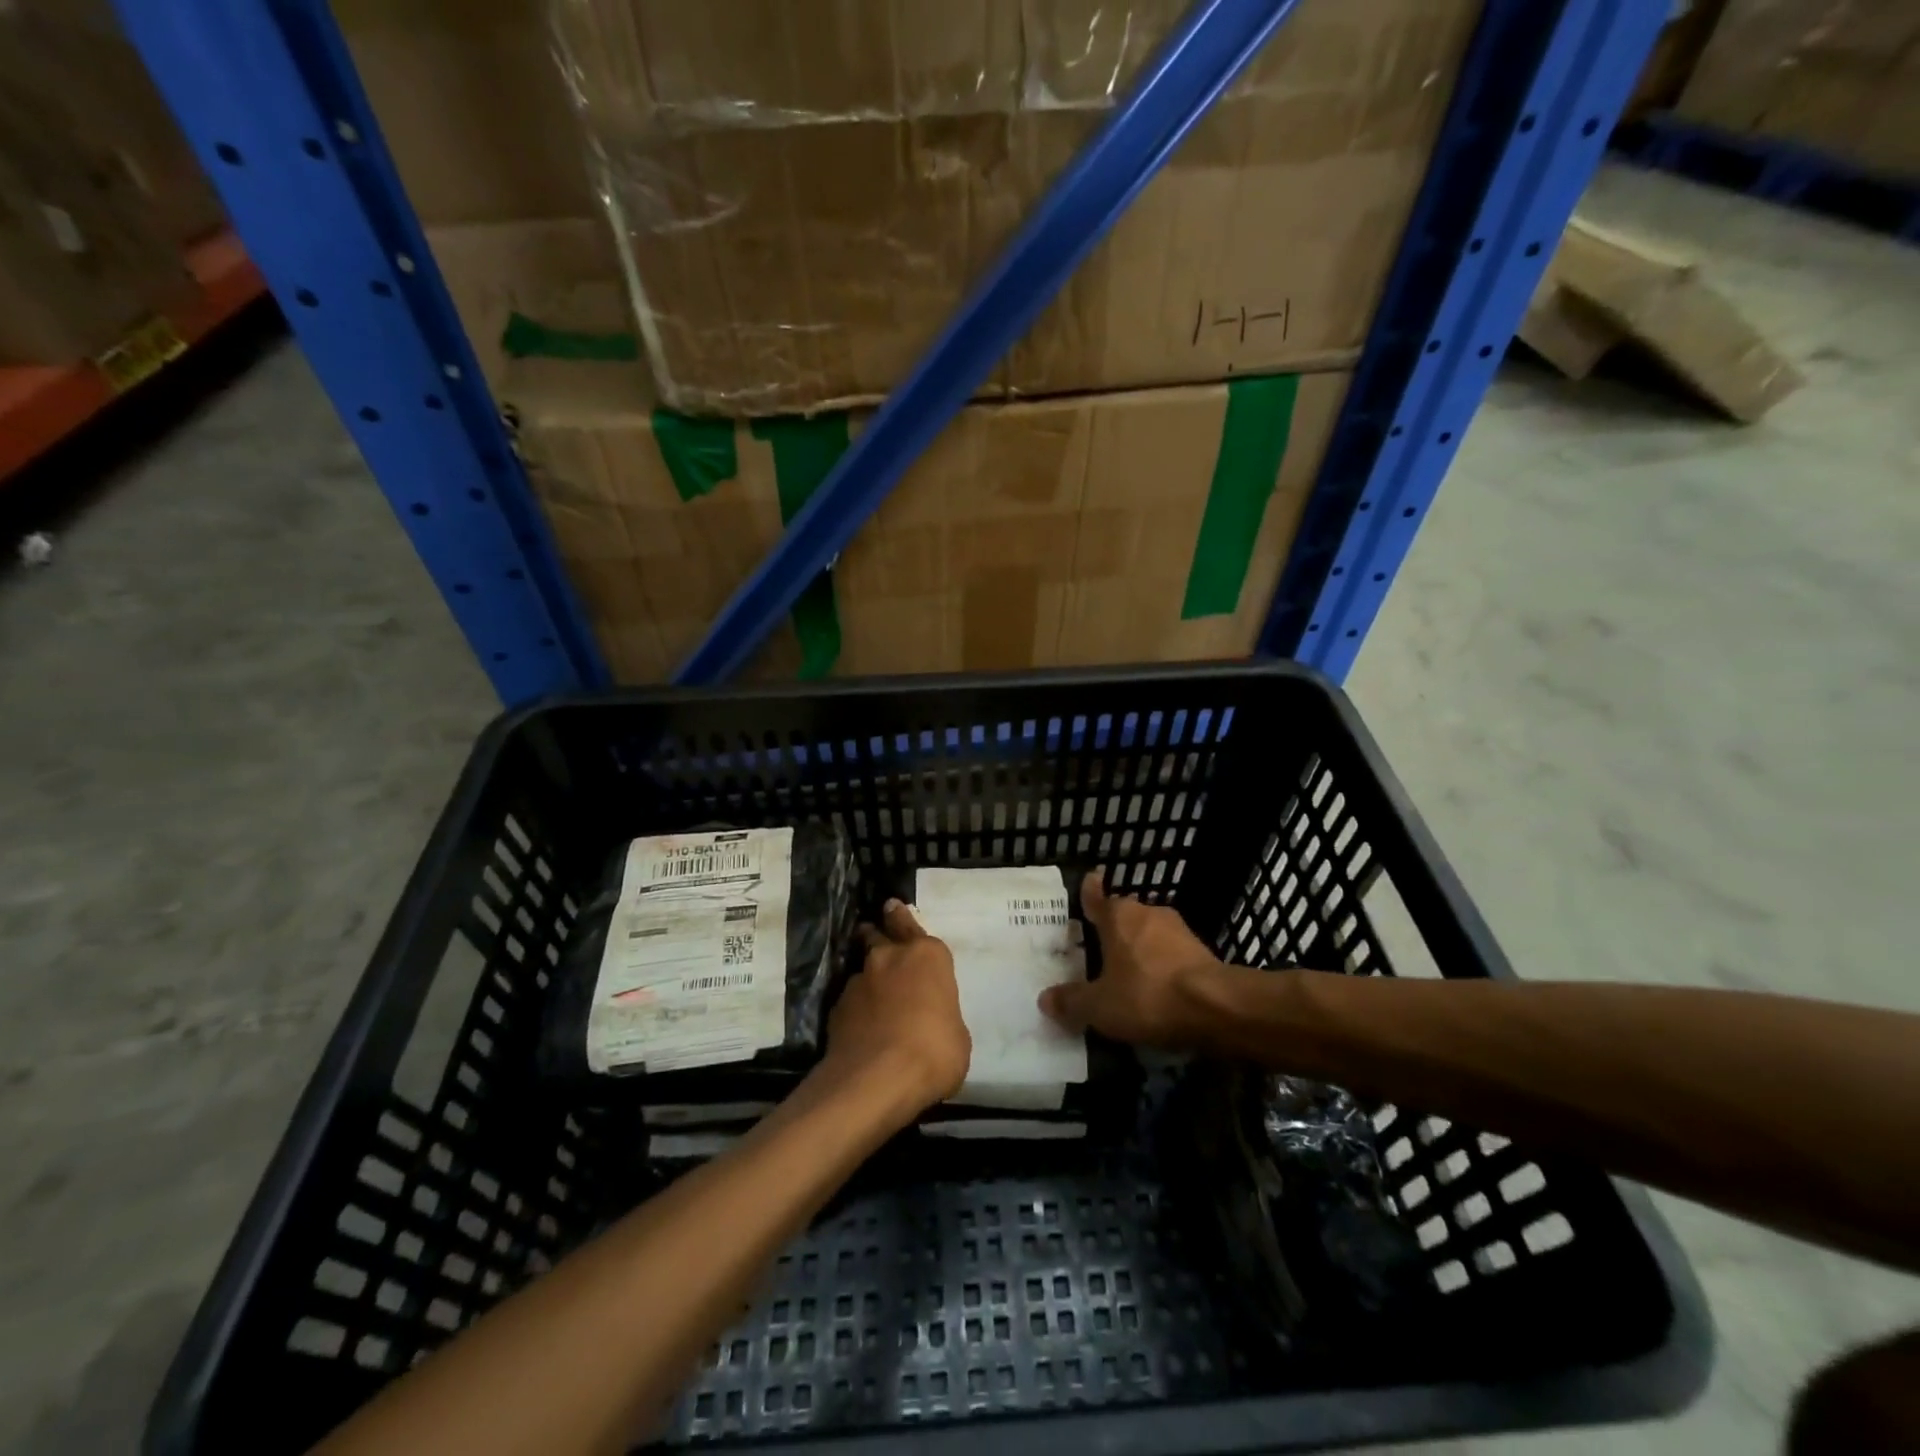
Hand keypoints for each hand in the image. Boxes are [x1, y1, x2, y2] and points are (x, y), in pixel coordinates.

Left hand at [824, 900, 970, 1114]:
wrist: (878, 1078)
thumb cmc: (934, 1051)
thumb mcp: (957, 1036)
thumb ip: (942, 1016)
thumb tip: (931, 1022)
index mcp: (927, 956)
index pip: (911, 924)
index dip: (902, 918)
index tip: (892, 908)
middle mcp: (890, 958)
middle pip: (878, 935)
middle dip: (876, 934)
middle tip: (874, 936)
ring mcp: (859, 981)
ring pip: (862, 970)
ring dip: (869, 980)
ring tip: (873, 1001)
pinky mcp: (837, 1007)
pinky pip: (849, 1001)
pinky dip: (856, 1009)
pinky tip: (861, 1030)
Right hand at [1038, 872, 1223, 1047]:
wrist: (1217, 1008)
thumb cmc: (1147, 996)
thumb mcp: (1100, 1006)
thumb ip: (1072, 1002)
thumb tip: (1045, 999)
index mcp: (1118, 917)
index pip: (1097, 897)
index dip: (1090, 891)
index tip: (1090, 879)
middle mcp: (1148, 913)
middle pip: (1124, 916)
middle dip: (1113, 928)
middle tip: (1099, 945)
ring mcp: (1179, 931)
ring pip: (1150, 934)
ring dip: (1140, 948)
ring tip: (1128, 971)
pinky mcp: (1203, 952)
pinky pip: (1171, 955)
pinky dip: (1162, 966)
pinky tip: (1157, 988)